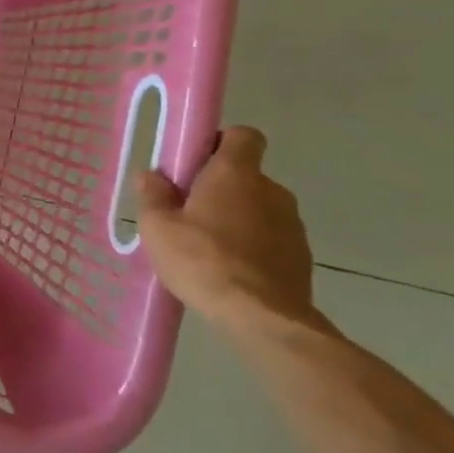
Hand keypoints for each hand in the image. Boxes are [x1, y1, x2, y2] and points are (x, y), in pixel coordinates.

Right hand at [137, 126, 321, 338]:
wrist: (261, 317)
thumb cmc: (202, 260)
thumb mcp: (158, 228)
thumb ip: (153, 196)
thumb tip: (151, 175)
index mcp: (236, 173)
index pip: (243, 135)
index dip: (221, 142)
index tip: (197, 163)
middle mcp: (271, 190)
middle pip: (246, 175)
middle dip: (222, 188)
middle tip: (190, 212)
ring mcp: (292, 224)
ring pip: (260, 208)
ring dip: (239, 219)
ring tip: (210, 248)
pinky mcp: (302, 257)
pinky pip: (272, 239)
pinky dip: (255, 247)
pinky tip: (232, 271)